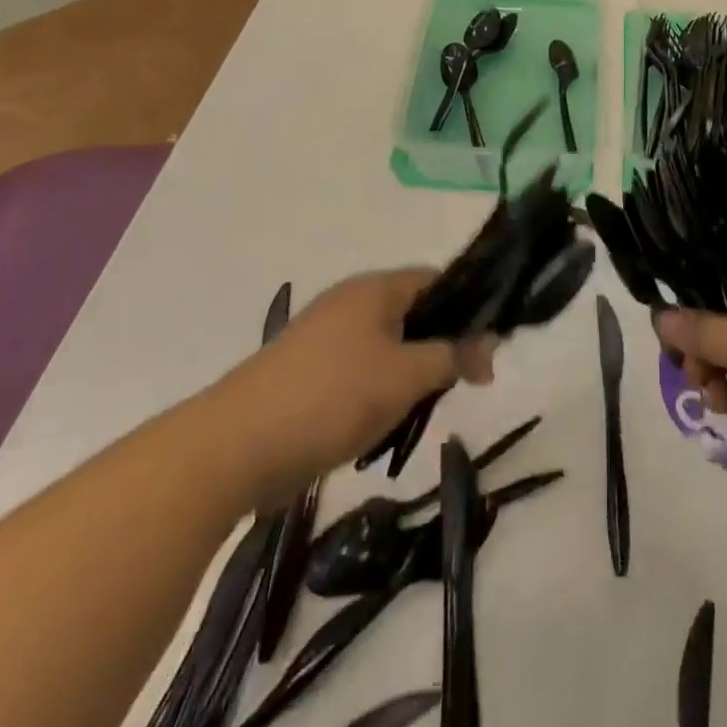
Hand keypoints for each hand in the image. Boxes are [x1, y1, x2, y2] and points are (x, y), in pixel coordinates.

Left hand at [215, 269, 496, 498]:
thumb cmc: (333, 397)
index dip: (469, 306)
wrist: (234, 447)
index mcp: (374, 289)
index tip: (489, 346)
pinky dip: (379, 392)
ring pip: (388, 346)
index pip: (437, 279)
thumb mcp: (407, 376)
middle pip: (413, 313)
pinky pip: (360, 371)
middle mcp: (350, 303)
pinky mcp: (307, 373)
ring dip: (410, 374)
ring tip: (420, 408)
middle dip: (440, 346)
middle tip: (461, 383)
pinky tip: (382, 423)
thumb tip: (491, 345)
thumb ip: (454, 356)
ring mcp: (324, 338)